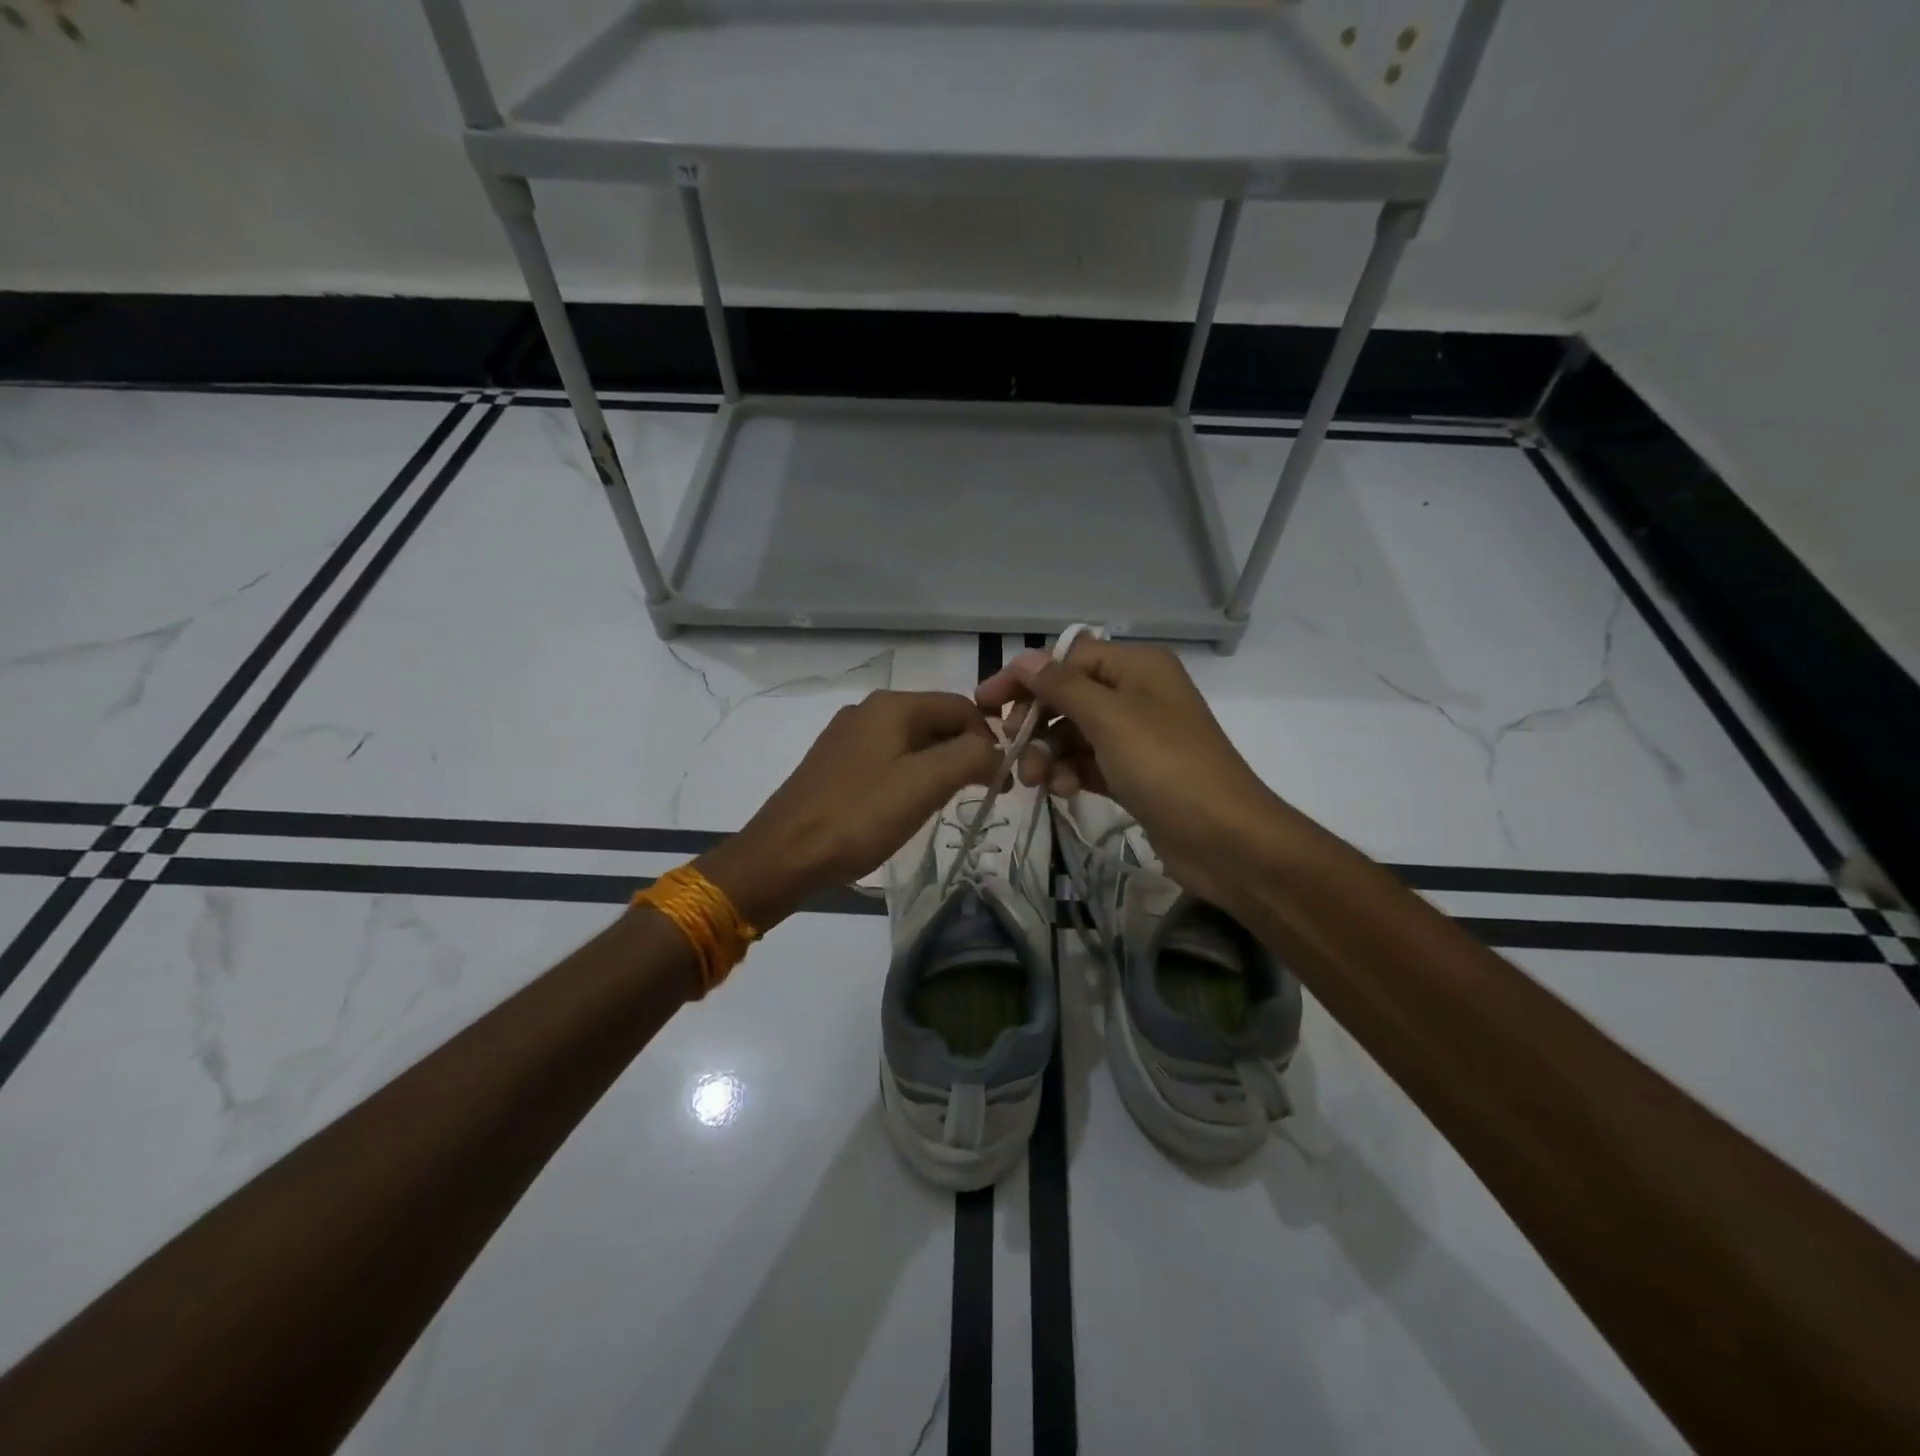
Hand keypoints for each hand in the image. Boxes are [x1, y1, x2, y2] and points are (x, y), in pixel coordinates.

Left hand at [695, 691, 999, 928]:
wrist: (783, 854)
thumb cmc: (858, 816)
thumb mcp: (925, 784)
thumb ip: (971, 757)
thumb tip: (996, 750)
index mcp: (892, 706)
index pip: (962, 706)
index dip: (990, 739)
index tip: (1000, 782)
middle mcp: (869, 710)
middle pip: (936, 721)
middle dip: (965, 753)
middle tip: (979, 795)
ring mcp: (848, 737)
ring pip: (913, 742)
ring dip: (939, 767)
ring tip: (945, 804)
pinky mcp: (835, 764)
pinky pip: (888, 760)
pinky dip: (910, 777)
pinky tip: (907, 807)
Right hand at [975, 640, 1281, 907]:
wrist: (1226, 840)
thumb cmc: (1166, 767)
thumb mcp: (1110, 718)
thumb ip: (1062, 685)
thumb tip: (1025, 659)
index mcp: (1137, 667)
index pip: (1067, 658)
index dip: (1025, 678)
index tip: (984, 705)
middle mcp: (1137, 693)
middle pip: (1068, 696)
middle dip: (1036, 721)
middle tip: (1010, 747)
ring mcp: (1137, 736)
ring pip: (1074, 733)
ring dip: (1048, 752)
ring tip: (1036, 781)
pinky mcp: (1134, 774)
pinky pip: (1088, 762)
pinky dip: (1070, 773)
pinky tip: (1063, 791)